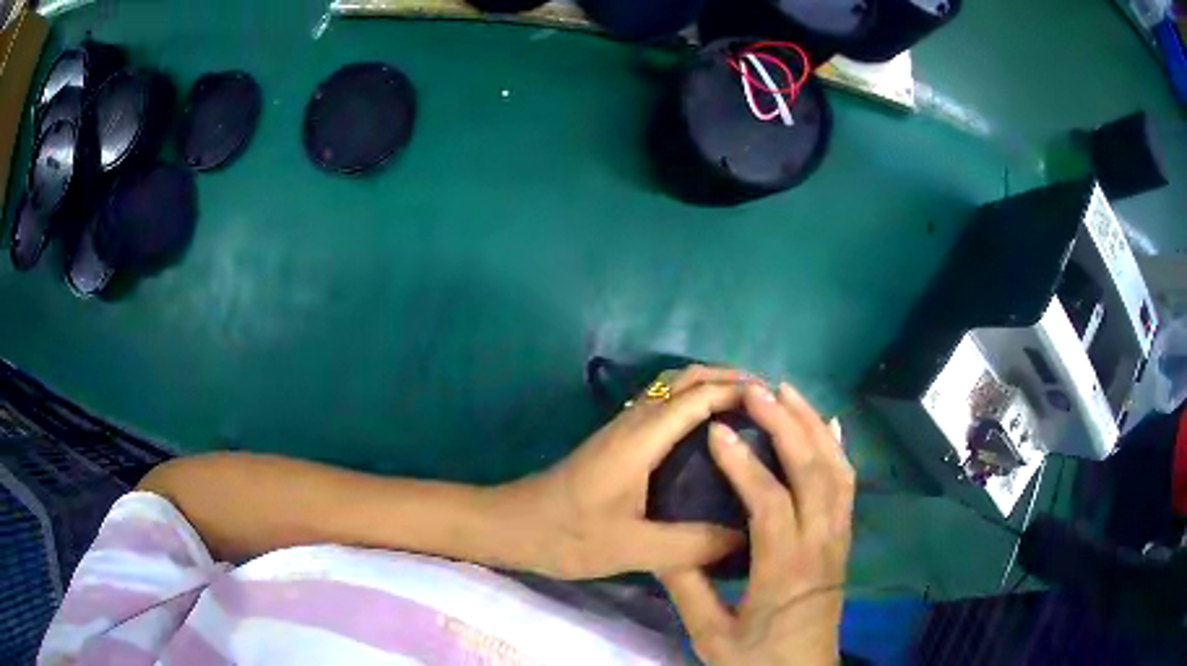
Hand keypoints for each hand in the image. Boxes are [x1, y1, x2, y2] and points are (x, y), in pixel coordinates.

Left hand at [499, 365, 749, 579]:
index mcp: (641, 439)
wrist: (510, 525)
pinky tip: (708, 433)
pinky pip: (663, 406)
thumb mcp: (630, 549)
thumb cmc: (565, 535)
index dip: (739, 392)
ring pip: (673, 388)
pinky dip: (693, 402)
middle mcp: (633, 422)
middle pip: (687, 379)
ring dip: (711, 386)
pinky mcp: (616, 442)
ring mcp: (622, 429)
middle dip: (730, 379)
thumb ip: (690, 545)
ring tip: (749, 410)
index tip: (778, 404)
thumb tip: (747, 538)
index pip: (699, 397)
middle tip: (771, 403)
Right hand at [659, 383, 854, 665]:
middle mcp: (820, 544)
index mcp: (785, 570)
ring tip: (788, 392)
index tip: (716, 431)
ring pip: (836, 469)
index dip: (743, 464)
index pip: (770, 503)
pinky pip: (848, 484)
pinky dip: (838, 447)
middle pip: (813, 471)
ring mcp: (838, 538)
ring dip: (814, 425)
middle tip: (755, 391)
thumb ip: (688, 589)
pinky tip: (828, 424)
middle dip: (785, 425)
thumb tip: (663, 543)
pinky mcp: (843, 538)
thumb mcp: (711, 635)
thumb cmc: (756, 659)